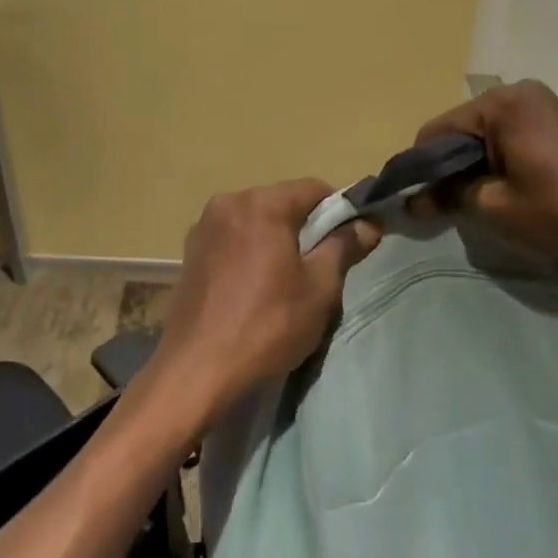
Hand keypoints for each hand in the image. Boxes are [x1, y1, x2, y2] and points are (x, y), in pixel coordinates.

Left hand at [134, 180, 380, 440]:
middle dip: (305, 225)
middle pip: (281, 202)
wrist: (198, 368)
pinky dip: (250, 250)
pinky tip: (255, 286)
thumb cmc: (267, 325)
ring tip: (287, 279)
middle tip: (323, 264)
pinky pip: (232, 239)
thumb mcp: (319, 288)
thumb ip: (343, 247)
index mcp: (261, 204)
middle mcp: (228, 202)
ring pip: (255, 220)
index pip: (313, 189)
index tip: (352, 239)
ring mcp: (203, 226)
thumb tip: (367, 224)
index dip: (339, 210)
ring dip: (276, 239)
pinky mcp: (190, 252)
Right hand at [413, 81, 557, 268]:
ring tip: (490, 199)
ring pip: (488, 133)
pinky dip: (503, 159)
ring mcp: (547, 103)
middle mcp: (521, 92)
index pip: (436, 130)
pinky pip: (514, 134)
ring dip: (478, 165)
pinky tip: (517, 188)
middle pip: (463, 128)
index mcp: (501, 104)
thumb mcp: (495, 208)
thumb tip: (412, 200)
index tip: (422, 201)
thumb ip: (447, 196)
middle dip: (453, 166)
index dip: (422, 168)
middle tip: (456, 205)